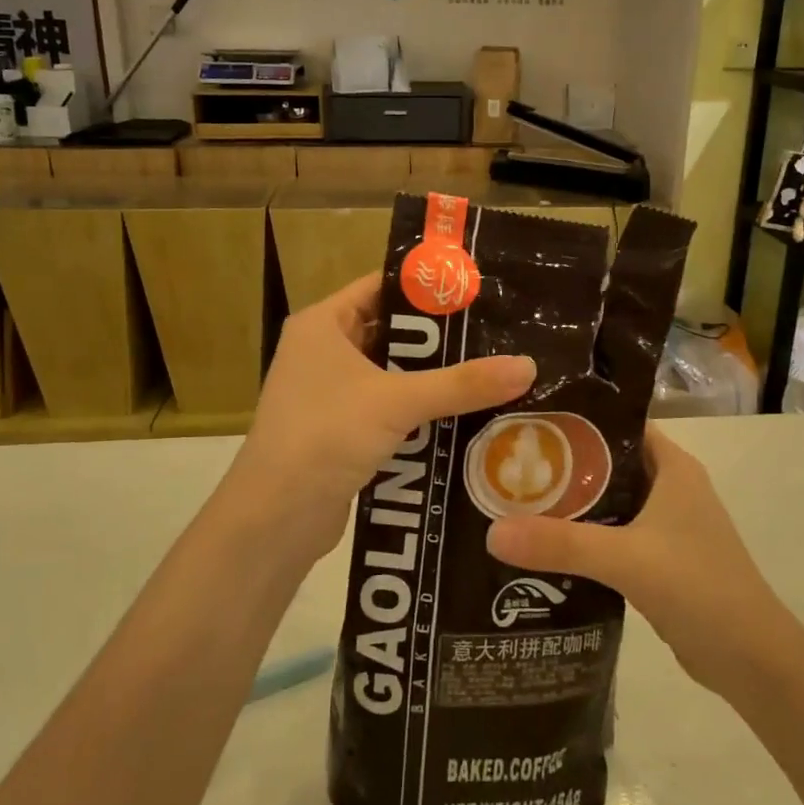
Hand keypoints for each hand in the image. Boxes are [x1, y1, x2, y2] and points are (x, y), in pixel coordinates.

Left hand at [220, 274, 534, 569]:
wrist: (275, 518)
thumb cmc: (326, 435)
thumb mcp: (397, 402)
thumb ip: (461, 384)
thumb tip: (529, 365)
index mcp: (323, 324)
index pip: (381, 286)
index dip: (426, 287)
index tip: (478, 290)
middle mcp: (323, 351)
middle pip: (391, 331)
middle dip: (440, 338)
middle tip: (497, 333)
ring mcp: (330, 394)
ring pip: (393, 374)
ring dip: (434, 378)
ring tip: (492, 370)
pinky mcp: (341, 431)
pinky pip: (389, 408)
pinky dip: (420, 411)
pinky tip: (465, 415)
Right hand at [486, 428, 786, 696]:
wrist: (753, 661)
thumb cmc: (699, 588)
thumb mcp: (626, 559)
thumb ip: (562, 543)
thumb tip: (491, 532)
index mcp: (672, 467)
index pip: (616, 424)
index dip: (574, 419)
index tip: (524, 420)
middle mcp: (669, 487)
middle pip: (605, 462)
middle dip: (560, 464)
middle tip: (506, 463)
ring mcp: (666, 525)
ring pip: (607, 501)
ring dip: (569, 504)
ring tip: (513, 501)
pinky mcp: (659, 559)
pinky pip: (611, 535)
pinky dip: (582, 537)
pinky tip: (544, 546)